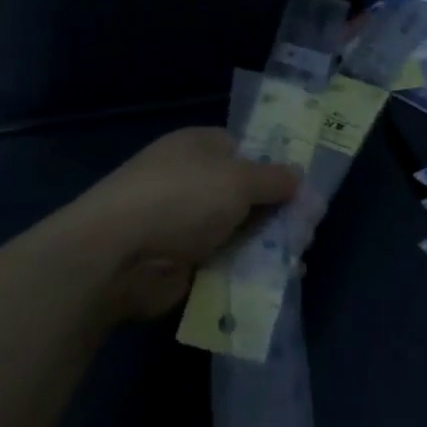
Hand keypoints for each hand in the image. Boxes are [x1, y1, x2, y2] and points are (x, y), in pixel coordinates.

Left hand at [73, 127, 301, 318]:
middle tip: (308, 230)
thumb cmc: (182, 198)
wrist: (118, 255)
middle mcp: (193, 180)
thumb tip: (299, 177)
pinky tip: (279, 279)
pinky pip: (227, 262)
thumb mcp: (238, 179)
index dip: (276, 166)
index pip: (246, 150)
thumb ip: (274, 178)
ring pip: (241, 231)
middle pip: (248, 194)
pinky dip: (250, 270)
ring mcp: (186, 223)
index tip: (306, 188)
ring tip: (298, 260)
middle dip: (280, 211)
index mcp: (200, 147)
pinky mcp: (184, 262)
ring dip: (269, 244)